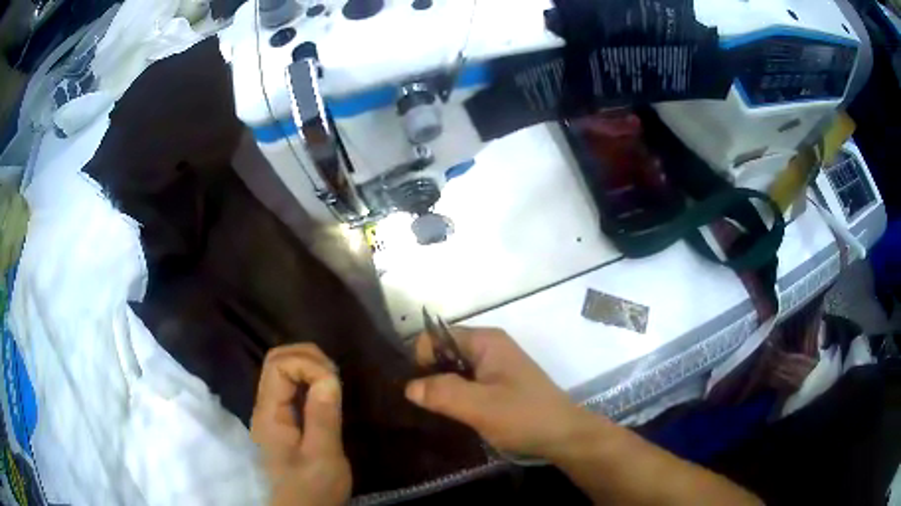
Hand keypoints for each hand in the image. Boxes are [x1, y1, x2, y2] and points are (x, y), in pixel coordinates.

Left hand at [251, 344, 350, 505]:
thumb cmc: (312, 488)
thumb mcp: (322, 457)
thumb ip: (323, 417)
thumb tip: (329, 378)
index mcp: (269, 414)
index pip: (278, 366)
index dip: (307, 365)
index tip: (333, 383)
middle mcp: (265, 406)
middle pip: (275, 361)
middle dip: (306, 356)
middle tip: (335, 373)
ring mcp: (272, 412)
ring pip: (281, 370)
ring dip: (307, 365)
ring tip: (333, 380)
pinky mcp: (283, 420)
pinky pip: (290, 386)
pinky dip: (308, 379)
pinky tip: (325, 391)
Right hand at [405, 327, 594, 460]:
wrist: (564, 436)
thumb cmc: (524, 416)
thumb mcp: (480, 406)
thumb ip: (442, 393)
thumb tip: (409, 386)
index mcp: (486, 341)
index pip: (436, 337)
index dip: (421, 360)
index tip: (418, 391)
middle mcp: (490, 347)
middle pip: (445, 353)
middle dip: (430, 376)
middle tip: (422, 407)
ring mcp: (496, 367)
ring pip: (455, 371)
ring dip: (443, 390)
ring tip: (434, 414)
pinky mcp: (500, 386)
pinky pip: (468, 385)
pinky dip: (457, 398)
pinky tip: (454, 417)